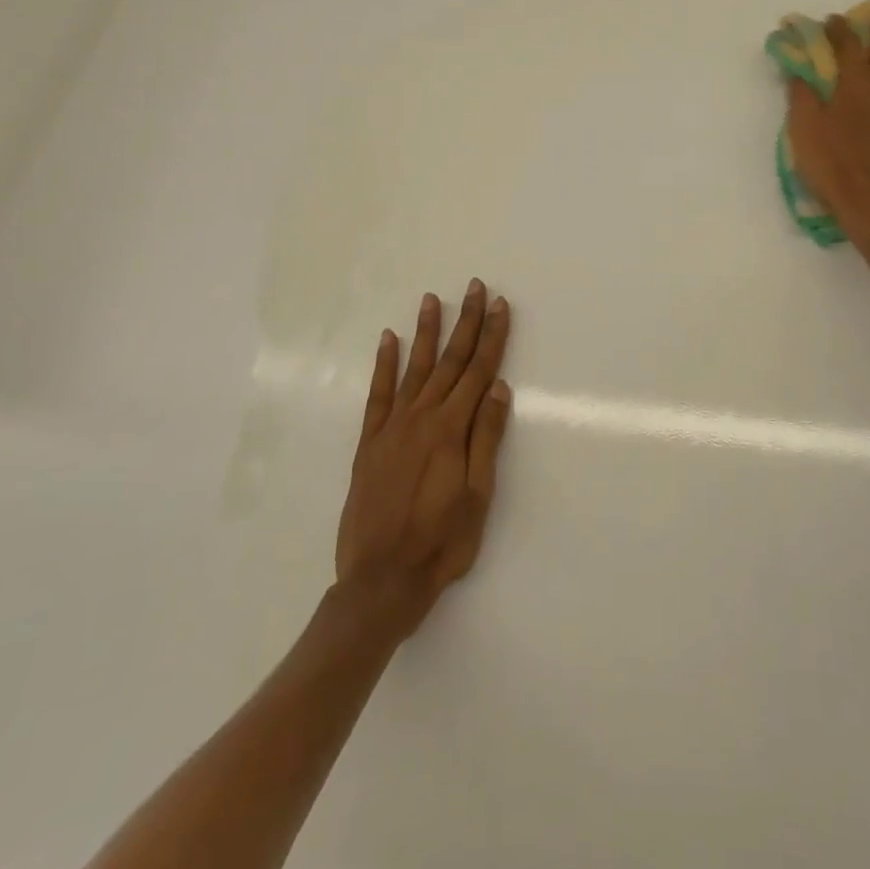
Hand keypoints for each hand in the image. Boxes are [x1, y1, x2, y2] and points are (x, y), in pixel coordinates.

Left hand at [334, 280, 513, 638]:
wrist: (380, 580)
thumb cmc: (440, 542)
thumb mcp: (478, 496)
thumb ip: (486, 438)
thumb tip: (499, 388)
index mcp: (451, 430)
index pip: (479, 371)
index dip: (492, 336)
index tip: (500, 305)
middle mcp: (421, 417)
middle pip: (450, 361)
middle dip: (466, 322)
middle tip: (475, 287)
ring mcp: (392, 427)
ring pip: (414, 368)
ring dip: (426, 332)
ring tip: (432, 299)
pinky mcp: (369, 442)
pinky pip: (378, 394)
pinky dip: (384, 364)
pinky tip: (388, 340)